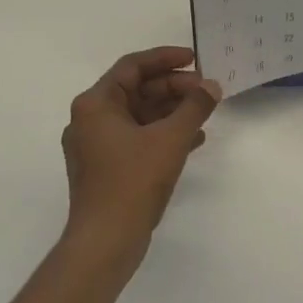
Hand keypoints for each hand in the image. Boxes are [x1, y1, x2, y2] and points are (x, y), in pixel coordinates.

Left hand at [61, 47, 220, 263]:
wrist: (105, 242)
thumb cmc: (132, 182)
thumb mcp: (170, 139)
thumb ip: (194, 107)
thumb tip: (212, 86)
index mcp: (95, 104)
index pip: (132, 66)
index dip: (166, 59)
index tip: (195, 59)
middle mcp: (90, 120)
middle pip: (136, 90)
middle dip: (173, 87)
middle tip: (205, 89)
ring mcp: (96, 146)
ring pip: (139, 115)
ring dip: (172, 110)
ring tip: (205, 111)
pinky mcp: (106, 169)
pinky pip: (137, 138)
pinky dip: (163, 134)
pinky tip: (193, 139)